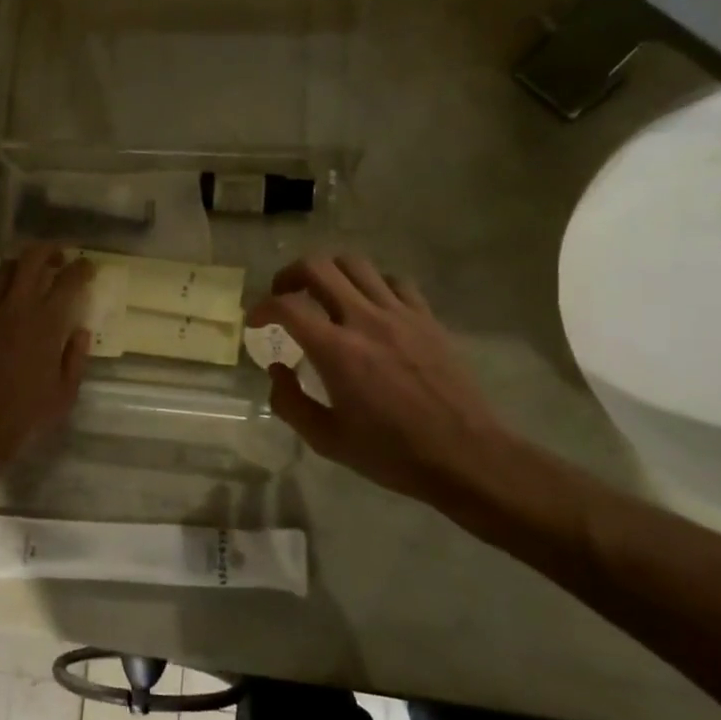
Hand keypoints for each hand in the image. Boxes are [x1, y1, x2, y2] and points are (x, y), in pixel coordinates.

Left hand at [0, 245, 92, 481]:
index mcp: (45, 323)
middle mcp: (14, 307)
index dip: (81, 268)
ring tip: (27, 277)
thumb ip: (75, 358)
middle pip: (30, 258)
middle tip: (58, 258)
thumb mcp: (64, 394)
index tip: (87, 266)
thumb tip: (80, 332)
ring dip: (18, 267)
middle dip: (48, 250)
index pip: (68, 280)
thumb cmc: (24, 416)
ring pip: (0, 270)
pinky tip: (1, 309)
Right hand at [247, 255, 513, 504]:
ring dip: (329, 273)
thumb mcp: (326, 440)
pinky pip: (393, 281)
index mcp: (336, 351)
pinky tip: (368, 306)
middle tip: (284, 297)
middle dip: (289, 275)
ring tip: (322, 295)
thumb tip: (276, 368)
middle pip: (318, 267)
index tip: (255, 322)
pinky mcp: (427, 318)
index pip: (286, 306)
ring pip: (355, 264)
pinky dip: (371, 285)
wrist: (464, 455)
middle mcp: (365, 320)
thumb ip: (289, 402)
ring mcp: (400, 314)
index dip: (261, 308)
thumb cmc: (391, 453)